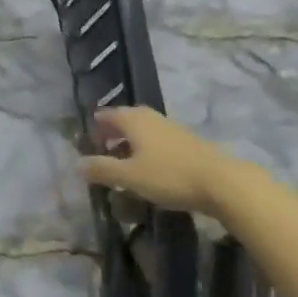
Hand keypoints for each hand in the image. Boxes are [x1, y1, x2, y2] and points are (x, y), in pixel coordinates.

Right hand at [78, 107, 248, 218]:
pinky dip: (148, 148)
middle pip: (127, 118)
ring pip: (144, 129)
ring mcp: (172, 128)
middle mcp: (152, 118)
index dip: (97, 124)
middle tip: (103, 146)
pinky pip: (159, 139)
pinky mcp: (188, 142)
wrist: (221, 182)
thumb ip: (102, 169)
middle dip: (114, 131)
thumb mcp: (130, 176)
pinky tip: (150, 165)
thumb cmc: (169, 175)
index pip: (109, 114)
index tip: (88, 136)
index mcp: (135, 120)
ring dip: (131, 140)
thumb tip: (76, 163)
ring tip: (124, 158)